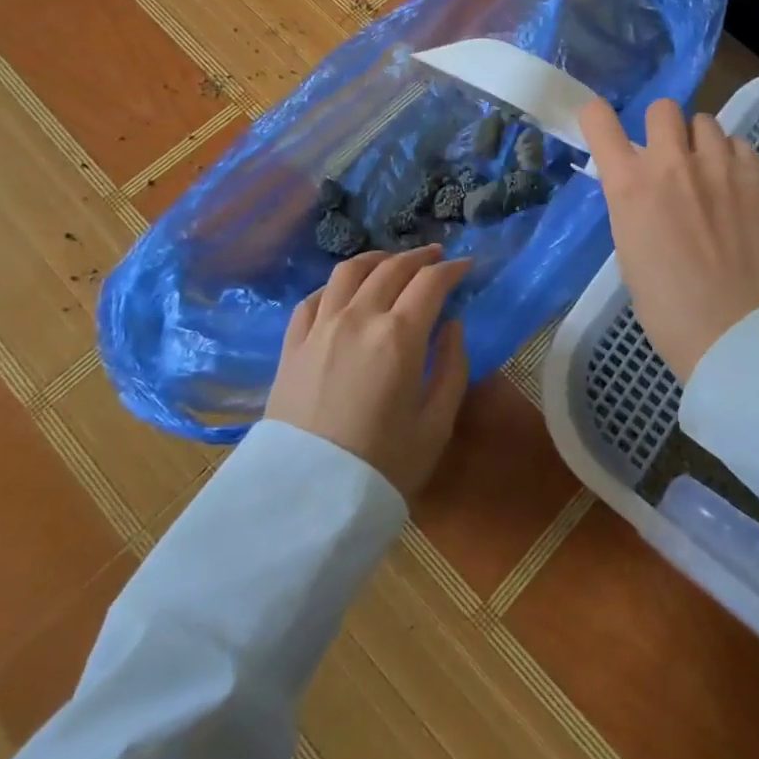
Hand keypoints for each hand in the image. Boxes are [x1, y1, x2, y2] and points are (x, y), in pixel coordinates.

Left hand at [266, 245, 471, 495]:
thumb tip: (453, 325)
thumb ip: (452, 367)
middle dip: (420, 257)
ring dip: (376, 259)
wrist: (305, 500)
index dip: (452, 268)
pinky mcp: (292, 345)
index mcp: (399, 336)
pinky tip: (344, 293)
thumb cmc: (382, 466)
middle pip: (392, 268)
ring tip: (391, 262)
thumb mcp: (436, 424)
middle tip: (436, 257)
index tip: (466, 266)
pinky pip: (313, 298)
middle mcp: (359, 318)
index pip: (431, 282)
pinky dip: (334, 286)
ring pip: (348, 272)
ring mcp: (320, 328)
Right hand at [580, 99, 758, 382]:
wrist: (731, 330)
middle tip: (669, 158)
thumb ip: (632, 204)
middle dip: (661, 129)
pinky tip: (735, 189)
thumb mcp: (628, 248)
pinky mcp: (756, 176)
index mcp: (629, 185)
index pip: (599, 120)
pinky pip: (739, 144)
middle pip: (661, 108)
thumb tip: (643, 184)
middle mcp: (671, 163)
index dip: (598, 118)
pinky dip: (732, 159)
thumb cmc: (666, 305)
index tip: (605, 128)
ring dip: (699, 143)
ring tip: (708, 174)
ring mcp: (718, 165)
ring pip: (705, 121)